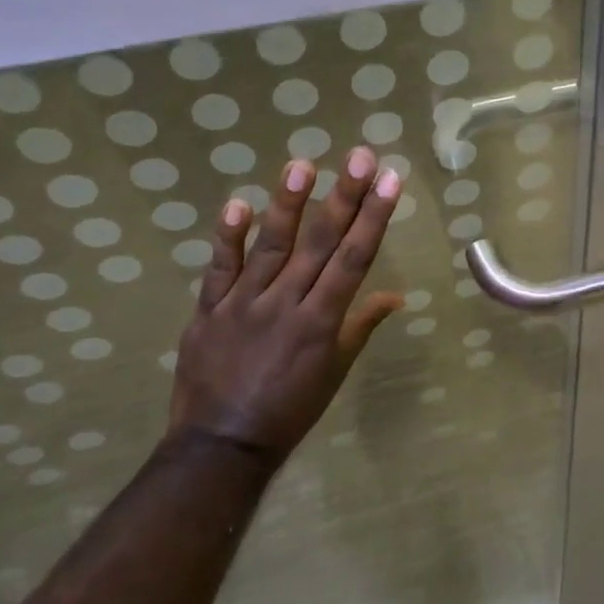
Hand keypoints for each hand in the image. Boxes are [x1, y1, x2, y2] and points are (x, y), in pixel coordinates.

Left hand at [171, 147, 404, 466]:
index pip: (355, 258)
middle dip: (344, 197)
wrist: (221, 446)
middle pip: (320, 243)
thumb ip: (361, 326)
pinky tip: (238, 204)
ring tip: (302, 164)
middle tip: (360, 157)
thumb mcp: (335, 371)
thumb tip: (396, 296)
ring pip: (270, 247)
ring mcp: (243, 305)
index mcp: (321, 322)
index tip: (391, 181)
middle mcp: (285, 304)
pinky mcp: (208, 311)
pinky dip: (227, 238)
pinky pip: (218, 270)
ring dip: (287, 204)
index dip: (374, 217)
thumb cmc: (290, 409)